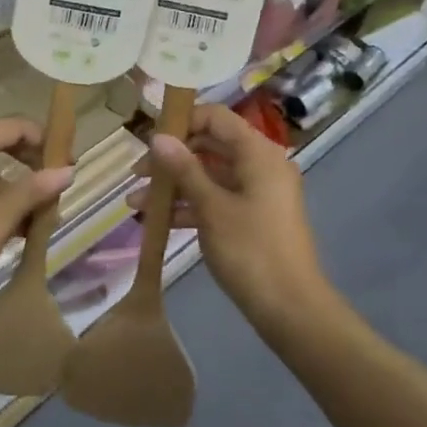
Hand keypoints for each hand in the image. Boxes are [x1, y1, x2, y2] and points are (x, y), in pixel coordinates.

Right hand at [129, 104, 332, 328]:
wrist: (290, 309)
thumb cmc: (251, 250)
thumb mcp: (212, 208)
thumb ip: (184, 169)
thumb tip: (158, 137)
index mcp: (258, 153)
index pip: (216, 118)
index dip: (182, 122)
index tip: (150, 139)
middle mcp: (261, 166)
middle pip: (211, 146)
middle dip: (172, 159)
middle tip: (138, 174)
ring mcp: (258, 193)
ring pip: (211, 176)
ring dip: (175, 186)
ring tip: (136, 202)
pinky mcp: (253, 218)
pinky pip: (218, 199)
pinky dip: (191, 205)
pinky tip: (159, 220)